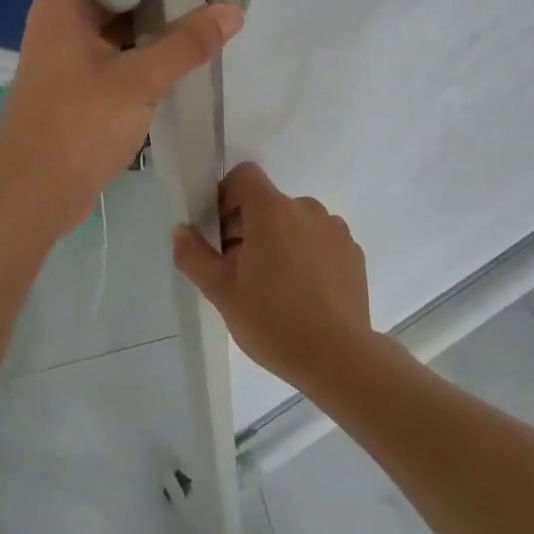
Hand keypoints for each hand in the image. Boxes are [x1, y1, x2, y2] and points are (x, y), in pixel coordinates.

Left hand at [0, 0, 242, 234]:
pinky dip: (144, 62)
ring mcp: (66, 60)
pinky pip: (116, 63)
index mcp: (64, 6)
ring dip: (158, 34)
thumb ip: (187, 43)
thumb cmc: (80, 126)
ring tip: (208, 28)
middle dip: (165, 0)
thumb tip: (232, 8)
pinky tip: (181, 67)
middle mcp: (61, 24)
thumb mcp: (139, 81)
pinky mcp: (76, 90)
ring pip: (120, 33)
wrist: (34, 194)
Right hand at [172, 162, 376, 388]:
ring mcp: (335, 230)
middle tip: (237, 270)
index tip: (219, 232)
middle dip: (248, 226)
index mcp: (272, 210)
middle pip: (268, 203)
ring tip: (272, 285)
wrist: (337, 358)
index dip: (226, 195)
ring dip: (279, 241)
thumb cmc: (272, 320)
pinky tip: (302, 294)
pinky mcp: (353, 253)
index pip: (245, 176)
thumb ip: (193, 256)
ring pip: (295, 223)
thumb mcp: (220, 292)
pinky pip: (319, 241)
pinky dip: (306, 255)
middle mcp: (307, 209)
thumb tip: (181, 232)